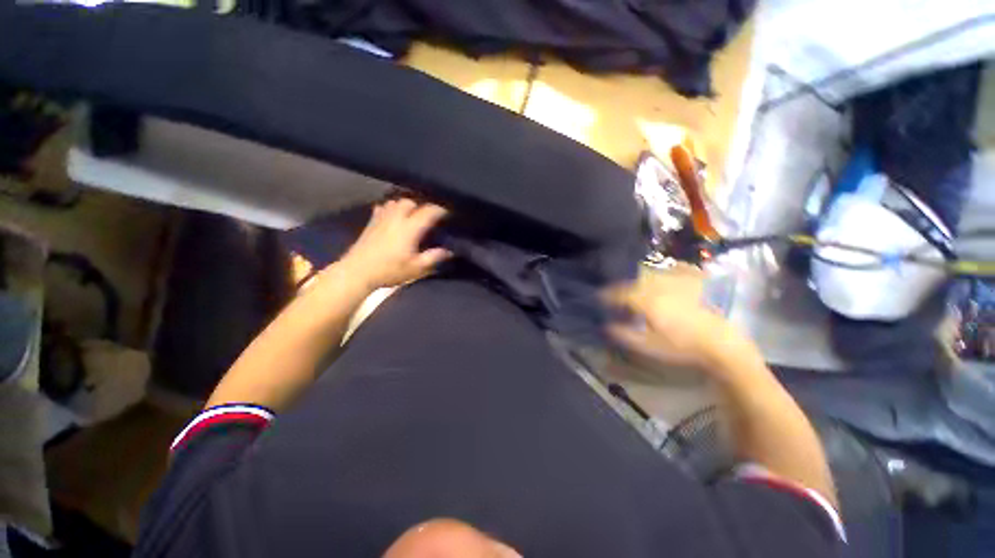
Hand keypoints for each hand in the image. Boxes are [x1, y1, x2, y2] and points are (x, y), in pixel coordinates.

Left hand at [338, 198, 451, 289]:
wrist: (357, 272)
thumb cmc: (389, 270)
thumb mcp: (415, 268)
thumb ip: (433, 257)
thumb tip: (449, 251)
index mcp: (410, 228)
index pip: (429, 212)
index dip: (440, 210)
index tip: (448, 213)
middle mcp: (396, 218)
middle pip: (411, 202)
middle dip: (421, 206)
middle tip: (428, 217)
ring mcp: (382, 218)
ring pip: (396, 202)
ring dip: (406, 206)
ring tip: (412, 215)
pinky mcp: (371, 222)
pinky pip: (383, 207)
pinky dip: (391, 208)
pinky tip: (393, 217)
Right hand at [604, 264, 756, 374]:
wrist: (721, 343)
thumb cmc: (682, 347)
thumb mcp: (649, 346)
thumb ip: (625, 335)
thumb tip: (606, 325)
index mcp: (647, 301)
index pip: (621, 293)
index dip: (608, 294)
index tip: (600, 297)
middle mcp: (659, 286)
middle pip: (635, 279)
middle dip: (623, 284)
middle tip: (618, 292)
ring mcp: (678, 280)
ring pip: (652, 272)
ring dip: (640, 276)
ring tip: (638, 284)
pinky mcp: (694, 280)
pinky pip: (674, 267)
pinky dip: (665, 269)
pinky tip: (664, 274)